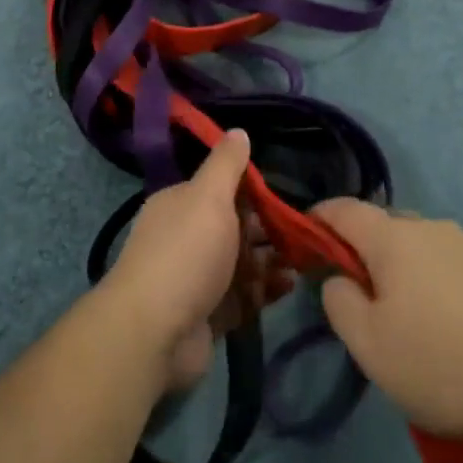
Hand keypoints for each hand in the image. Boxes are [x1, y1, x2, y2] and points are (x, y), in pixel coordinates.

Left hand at [105, 131, 292, 390]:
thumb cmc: (186, 253)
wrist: (154, 332)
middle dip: (270, 229)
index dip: (254, 191)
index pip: (222, 190)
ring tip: (306, 259)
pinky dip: (266, 289)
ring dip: (272, 260)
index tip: (288, 196)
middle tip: (307, 232)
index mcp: (181, 206)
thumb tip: (238, 130)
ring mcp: (198, 279)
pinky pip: (244, 296)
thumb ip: (226, 165)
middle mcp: (187, 238)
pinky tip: (290, 285)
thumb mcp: (208, 197)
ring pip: (243, 263)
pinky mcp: (210, 314)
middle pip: (236, 228)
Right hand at [315, 200, 462, 451]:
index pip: (344, 209)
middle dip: (362, 249)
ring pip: (420, 246)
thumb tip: (339, 280)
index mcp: (395, 238)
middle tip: (357, 293)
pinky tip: (446, 324)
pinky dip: (435, 283)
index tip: (303, 237)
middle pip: (384, 225)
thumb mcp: (369, 344)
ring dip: (402, 268)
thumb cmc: (441, 364)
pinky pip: (451, 265)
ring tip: (405, 316)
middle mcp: (433, 229)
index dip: (317, 217)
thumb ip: (339, 301)